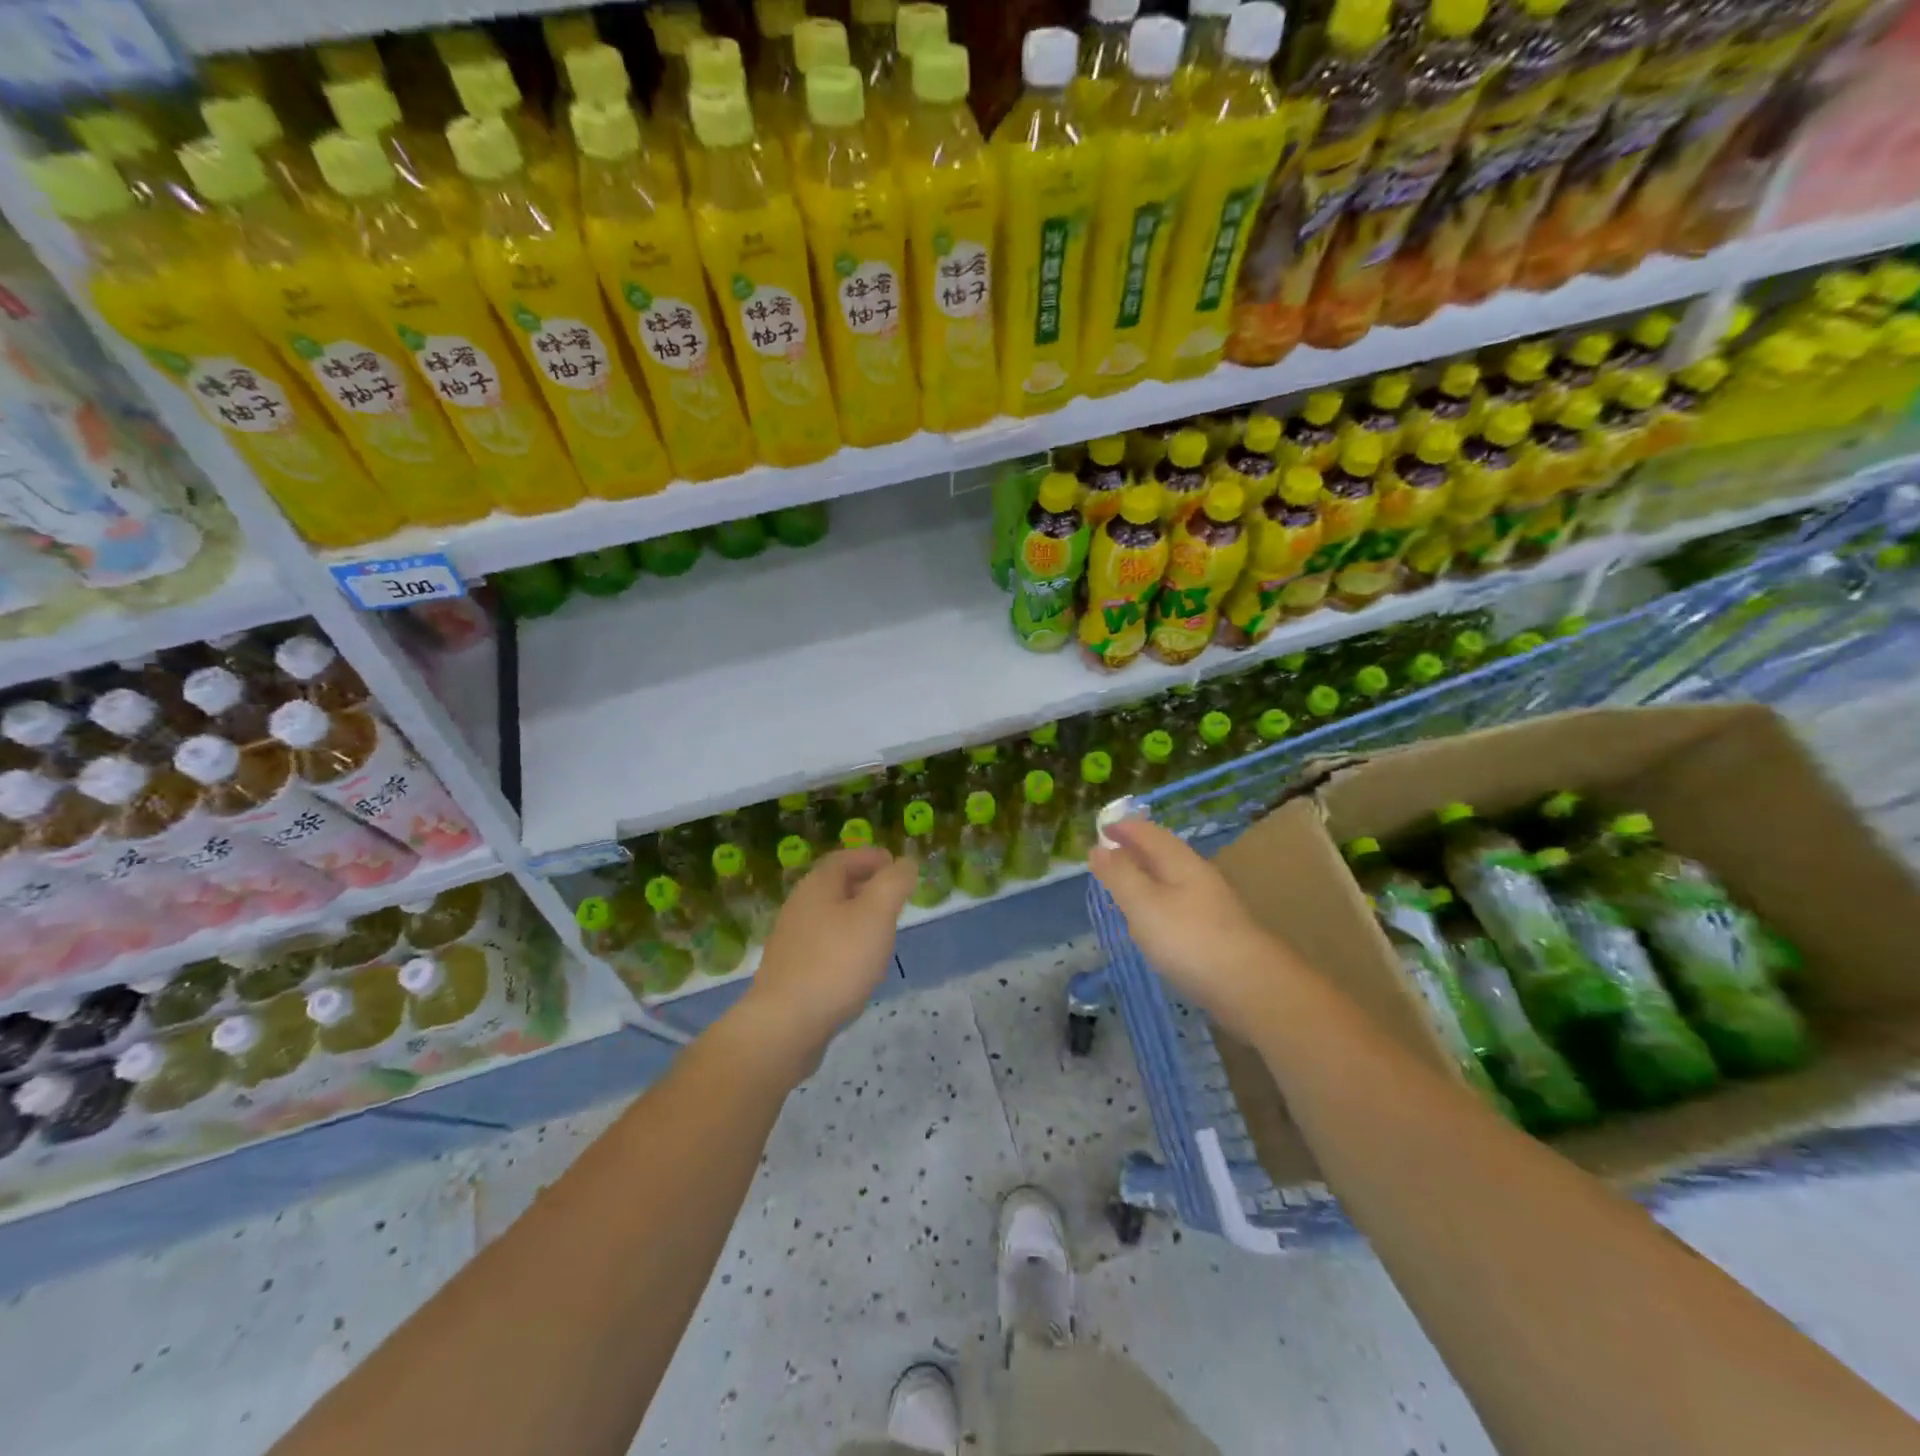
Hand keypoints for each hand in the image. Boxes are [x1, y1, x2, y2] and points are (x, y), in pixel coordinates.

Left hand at [734, 847, 917, 1074]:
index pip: (844, 858)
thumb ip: (894, 883)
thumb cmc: (836, 962)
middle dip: (866, 885)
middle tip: (895, 896)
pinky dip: (845, 943)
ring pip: (830, 916)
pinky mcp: (791, 972)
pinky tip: (859, 964)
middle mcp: (799, 907)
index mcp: (817, 886)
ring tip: (883, 930)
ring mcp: (791, 941)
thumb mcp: (876, 915)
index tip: (895, 864)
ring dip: (856, 916)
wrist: (786, 1025)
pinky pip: (823, 945)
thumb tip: (906, 863)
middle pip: (835, 886)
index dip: (871, 857)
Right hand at [1089, 818, 1292, 1043]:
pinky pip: (1178, 903)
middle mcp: (1198, 875)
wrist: (1251, 987)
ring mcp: (1210, 903)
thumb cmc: (1189, 939)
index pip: (1148, 832)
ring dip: (1146, 875)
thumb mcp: (1143, 904)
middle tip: (1107, 854)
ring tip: (1123, 884)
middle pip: (1162, 852)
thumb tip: (1099, 848)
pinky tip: (1151, 920)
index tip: (1100, 828)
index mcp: (1180, 861)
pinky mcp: (1215, 931)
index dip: (1123, 827)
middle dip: (1134, 849)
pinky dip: (1157, 901)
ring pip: (1171, 878)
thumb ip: (1119, 875)